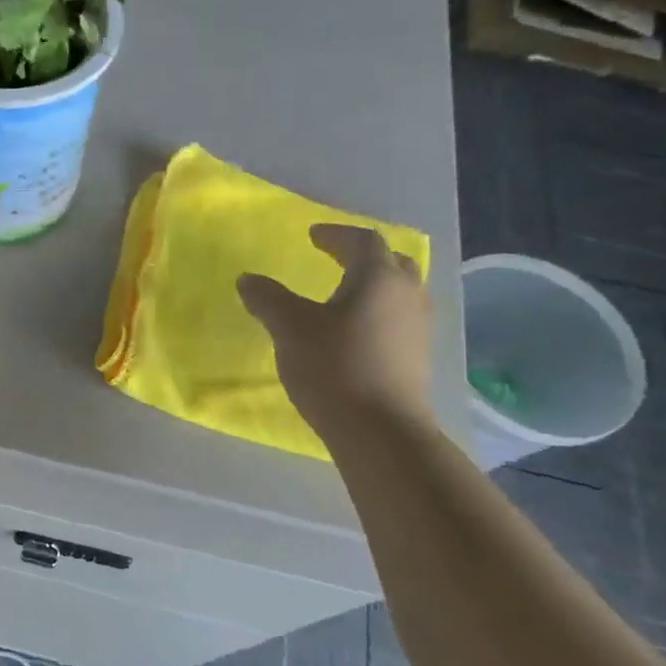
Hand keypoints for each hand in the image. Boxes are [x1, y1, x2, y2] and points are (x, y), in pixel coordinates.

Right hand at [238, 224, 433, 441]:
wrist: (381, 431)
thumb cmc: (335, 368)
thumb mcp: (290, 329)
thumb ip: (268, 298)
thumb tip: (248, 279)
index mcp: (378, 278)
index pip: (362, 241)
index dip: (336, 234)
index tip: (312, 236)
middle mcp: (406, 295)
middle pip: (390, 262)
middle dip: (362, 256)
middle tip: (335, 258)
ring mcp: (418, 328)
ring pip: (398, 292)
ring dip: (373, 285)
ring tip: (344, 294)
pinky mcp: (417, 358)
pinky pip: (398, 319)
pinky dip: (377, 312)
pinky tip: (355, 332)